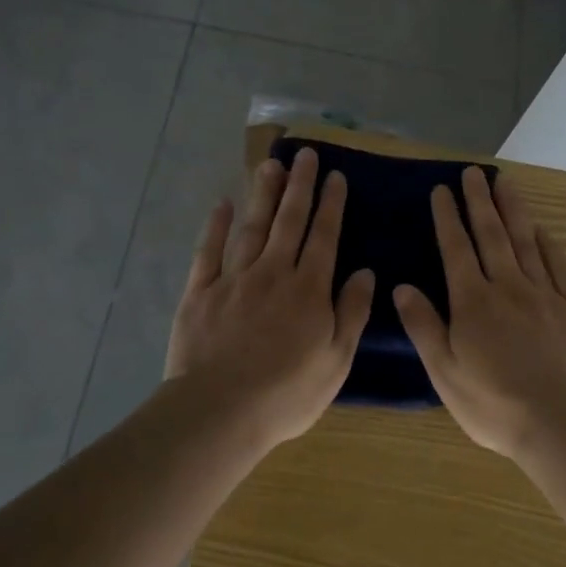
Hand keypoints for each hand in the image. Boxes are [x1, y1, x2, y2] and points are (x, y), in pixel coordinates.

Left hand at [167, 146, 372, 450]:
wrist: (218, 412)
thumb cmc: (285, 393)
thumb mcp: (336, 360)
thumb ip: (352, 312)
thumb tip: (365, 272)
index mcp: (308, 289)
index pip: (324, 236)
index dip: (331, 204)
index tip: (335, 175)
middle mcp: (273, 273)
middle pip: (289, 221)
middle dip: (300, 185)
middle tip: (305, 154)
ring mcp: (233, 280)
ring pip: (252, 227)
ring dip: (263, 194)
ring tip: (271, 165)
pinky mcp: (200, 293)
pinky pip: (208, 252)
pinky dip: (215, 226)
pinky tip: (222, 204)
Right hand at [392, 166, 565, 457]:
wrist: (563, 421)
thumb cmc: (495, 403)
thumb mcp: (445, 372)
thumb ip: (424, 326)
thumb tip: (402, 287)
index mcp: (473, 301)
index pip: (456, 249)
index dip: (447, 218)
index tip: (441, 190)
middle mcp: (508, 286)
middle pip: (491, 234)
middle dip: (479, 201)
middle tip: (472, 172)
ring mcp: (545, 293)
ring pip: (525, 241)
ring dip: (513, 209)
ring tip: (504, 182)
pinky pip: (559, 266)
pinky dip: (548, 244)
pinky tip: (541, 230)